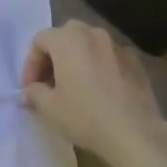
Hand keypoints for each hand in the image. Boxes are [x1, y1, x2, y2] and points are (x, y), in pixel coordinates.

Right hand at [20, 22, 166, 166]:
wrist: (135, 133)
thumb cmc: (85, 116)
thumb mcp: (50, 108)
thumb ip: (34, 93)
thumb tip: (31, 91)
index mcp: (67, 39)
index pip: (40, 41)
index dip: (30, 64)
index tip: (30, 89)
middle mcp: (92, 33)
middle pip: (65, 37)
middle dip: (54, 57)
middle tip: (49, 83)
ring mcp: (117, 45)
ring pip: (89, 45)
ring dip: (77, 60)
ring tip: (75, 87)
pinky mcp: (136, 61)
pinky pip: (109, 58)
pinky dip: (99, 67)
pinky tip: (101, 92)